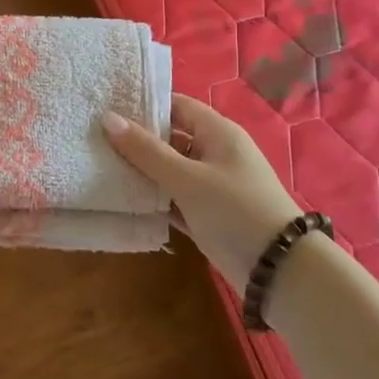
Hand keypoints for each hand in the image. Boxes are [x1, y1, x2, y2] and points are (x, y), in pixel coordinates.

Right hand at [103, 94, 300, 289]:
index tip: (109, 108)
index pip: (176, 106)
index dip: (145, 105)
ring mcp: (213, 186)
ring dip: (144, 172)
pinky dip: (155, 199)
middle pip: (171, 138)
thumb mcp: (187, 178)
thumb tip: (107, 118)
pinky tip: (124, 201)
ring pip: (171, 170)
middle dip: (138, 140)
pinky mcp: (209, 215)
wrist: (281, 273)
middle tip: (97, 140)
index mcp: (218, 132)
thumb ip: (146, 150)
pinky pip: (175, 198)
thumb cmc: (235, 211)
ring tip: (101, 167)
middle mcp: (216, 153)